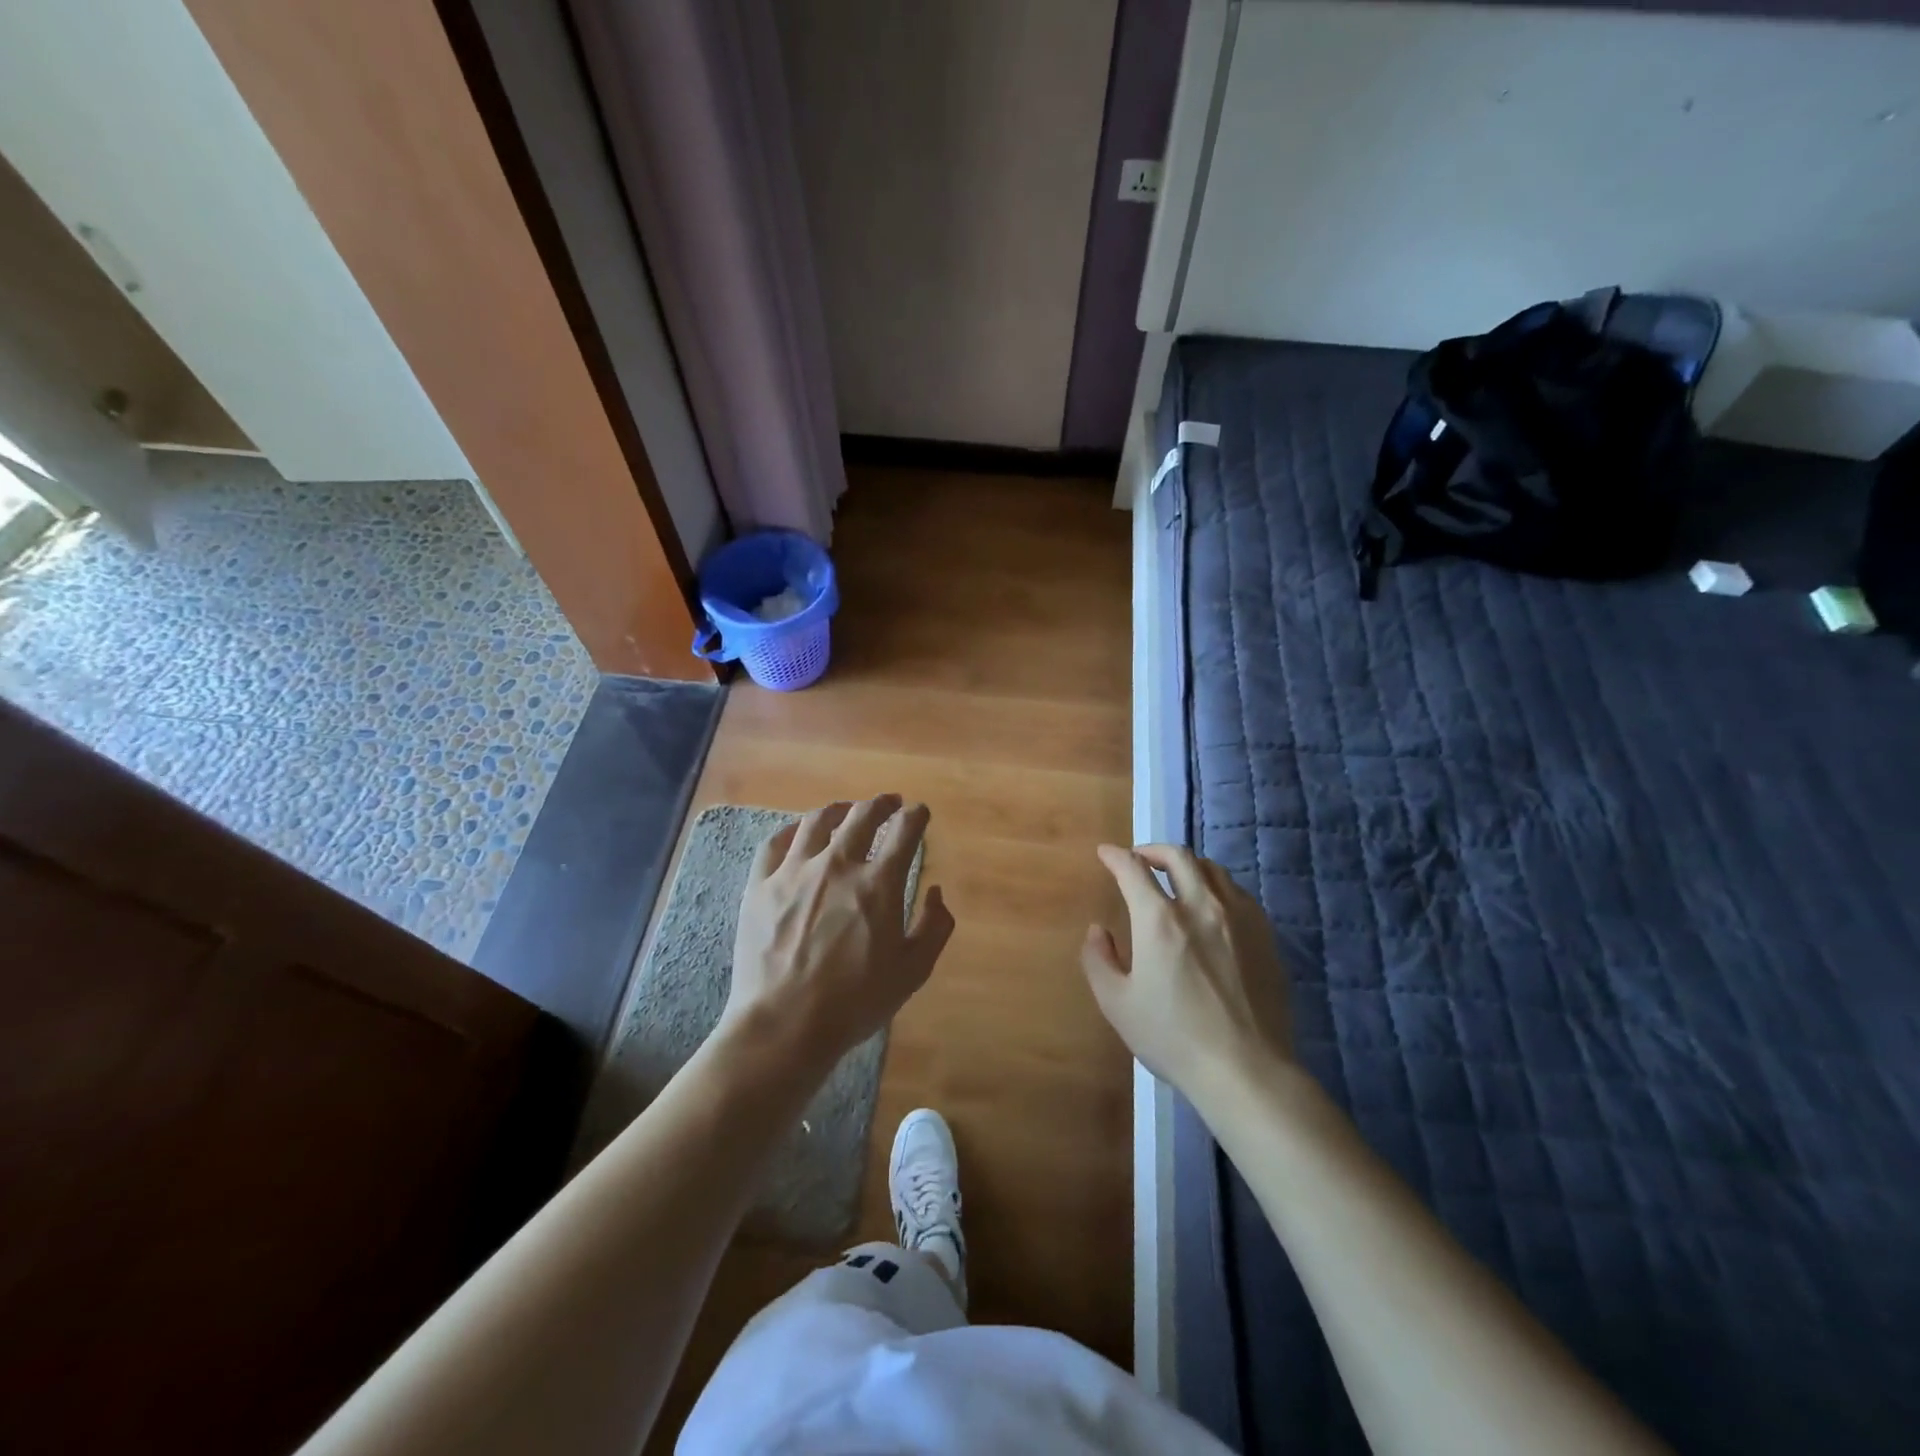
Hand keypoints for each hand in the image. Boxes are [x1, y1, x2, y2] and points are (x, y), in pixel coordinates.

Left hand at [724, 796, 954, 1077]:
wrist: (784, 1025)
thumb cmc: (855, 1003)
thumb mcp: (913, 972)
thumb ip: (934, 927)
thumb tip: (936, 891)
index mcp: (878, 884)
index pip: (904, 831)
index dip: (916, 816)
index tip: (919, 813)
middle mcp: (837, 865)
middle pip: (861, 816)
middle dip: (881, 804)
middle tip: (889, 803)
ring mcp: (793, 871)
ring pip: (817, 821)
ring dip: (838, 809)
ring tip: (846, 810)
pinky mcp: (759, 885)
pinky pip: (774, 843)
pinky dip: (791, 830)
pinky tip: (797, 832)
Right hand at [1081, 843, 1294, 1099]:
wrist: (1245, 1069)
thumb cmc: (1173, 1038)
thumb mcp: (1117, 1004)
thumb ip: (1098, 960)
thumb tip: (1098, 930)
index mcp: (1160, 920)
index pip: (1133, 869)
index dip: (1115, 856)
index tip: (1105, 853)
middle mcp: (1201, 906)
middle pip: (1178, 856)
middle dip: (1153, 850)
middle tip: (1140, 859)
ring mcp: (1239, 917)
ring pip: (1212, 869)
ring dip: (1187, 866)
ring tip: (1176, 879)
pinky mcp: (1265, 934)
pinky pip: (1238, 893)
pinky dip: (1217, 887)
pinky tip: (1212, 907)